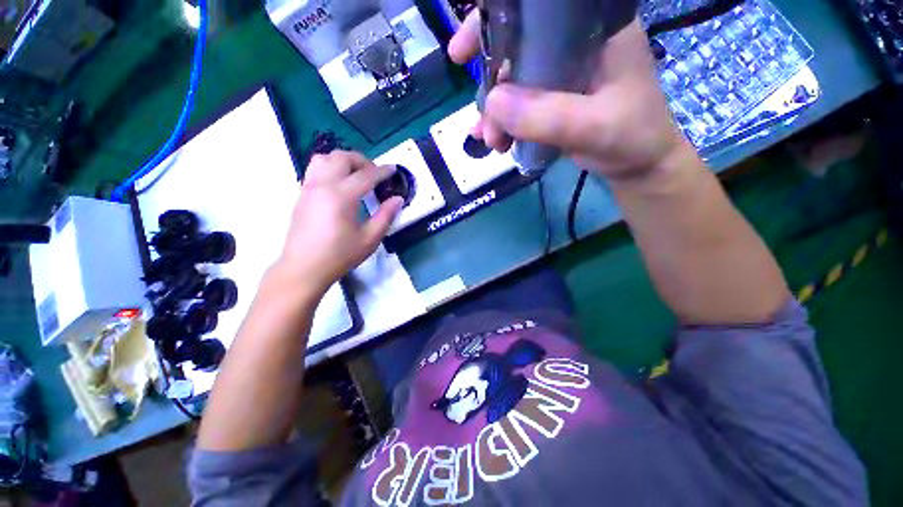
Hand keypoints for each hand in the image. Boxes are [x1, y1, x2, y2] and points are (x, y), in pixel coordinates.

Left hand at [272, 151, 401, 297]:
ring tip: (356, 174)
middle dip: (363, 161)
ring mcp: (309, 187)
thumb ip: (386, 216)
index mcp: (341, 196)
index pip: (366, 175)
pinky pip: (315, 168)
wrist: (303, 268)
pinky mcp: (302, 193)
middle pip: (342, 158)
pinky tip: (340, 184)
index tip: (394, 170)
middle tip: (375, 174)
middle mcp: (323, 185)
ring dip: (344, 160)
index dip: (382, 171)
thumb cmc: (339, 256)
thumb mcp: (369, 239)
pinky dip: (331, 167)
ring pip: (325, 158)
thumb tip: (398, 199)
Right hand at [449, 14, 689, 181]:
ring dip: (495, 113)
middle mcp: (574, 44)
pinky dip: (503, 123)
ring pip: (513, 81)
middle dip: (491, 86)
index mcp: (593, 29)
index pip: (536, 10)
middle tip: (484, 124)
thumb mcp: (593, 127)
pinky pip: (520, 104)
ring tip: (494, 143)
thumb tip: (492, 104)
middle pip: (516, 49)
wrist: (639, 166)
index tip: (462, 52)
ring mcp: (562, 73)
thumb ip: (545, 116)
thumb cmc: (632, 139)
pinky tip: (496, 142)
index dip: (494, 22)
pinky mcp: (554, 99)